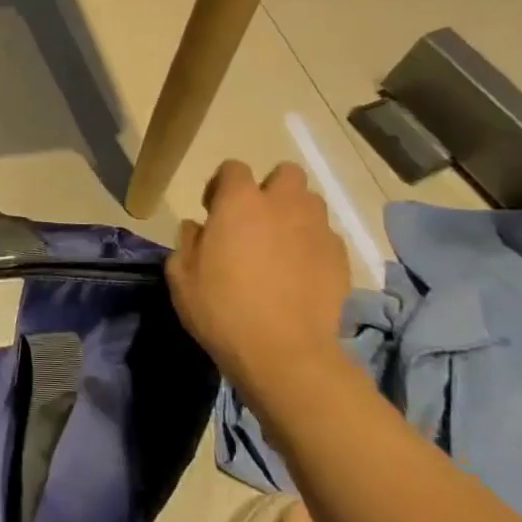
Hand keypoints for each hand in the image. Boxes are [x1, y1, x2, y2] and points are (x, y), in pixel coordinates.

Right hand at [168, 161, 352, 395]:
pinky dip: (312, 245)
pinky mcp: (340, 258)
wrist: (284, 354)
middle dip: (270, 189)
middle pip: (285, 173)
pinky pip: (325, 236)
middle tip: (254, 221)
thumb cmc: (222, 309)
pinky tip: (299, 273)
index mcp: (240, 202)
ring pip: (310, 203)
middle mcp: (283, 205)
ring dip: (294, 214)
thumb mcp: (181, 277)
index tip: (213, 212)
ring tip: (280, 245)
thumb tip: (198, 228)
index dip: (221, 185)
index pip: (233, 168)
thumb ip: (187, 242)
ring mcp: (317, 230)